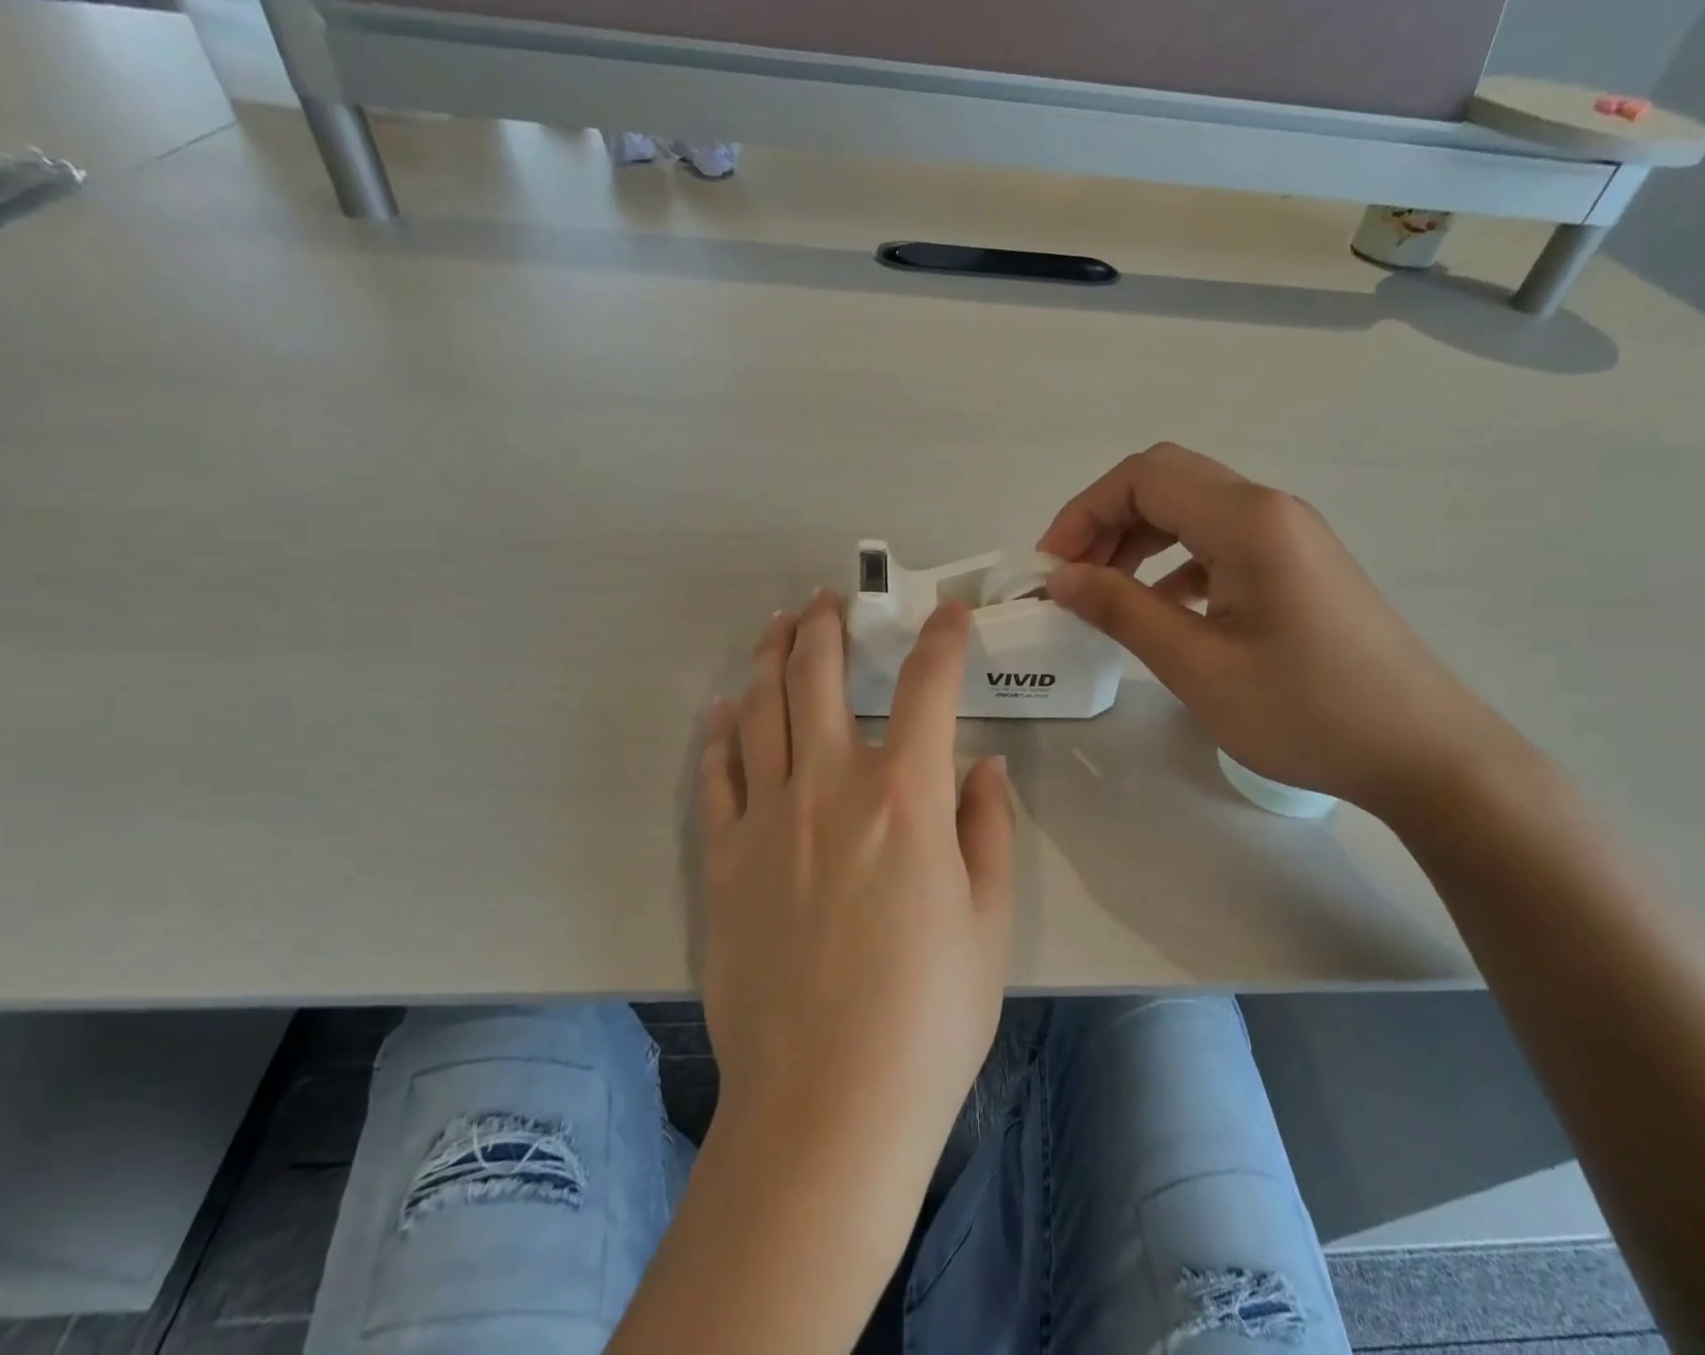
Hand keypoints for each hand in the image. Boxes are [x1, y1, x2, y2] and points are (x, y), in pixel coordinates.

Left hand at [698, 590, 1014, 1174]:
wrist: (826, 1106)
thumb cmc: (928, 1017)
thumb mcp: (988, 920)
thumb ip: (986, 828)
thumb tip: (981, 767)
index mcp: (906, 796)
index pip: (929, 686)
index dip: (943, 638)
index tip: (948, 614)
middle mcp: (831, 785)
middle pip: (820, 675)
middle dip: (828, 625)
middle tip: (830, 598)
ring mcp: (767, 818)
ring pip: (762, 708)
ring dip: (770, 657)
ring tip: (777, 625)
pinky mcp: (723, 859)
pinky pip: (717, 773)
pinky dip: (721, 732)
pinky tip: (723, 709)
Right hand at [1038, 443, 1509, 815]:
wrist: (1423, 753)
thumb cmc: (1307, 711)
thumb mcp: (1198, 666)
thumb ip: (1122, 611)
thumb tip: (1061, 578)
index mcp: (1247, 520)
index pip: (1143, 477)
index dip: (1083, 513)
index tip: (1051, 569)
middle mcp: (1269, 510)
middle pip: (1166, 482)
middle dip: (1105, 522)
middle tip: (1071, 579)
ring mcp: (1288, 536)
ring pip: (1191, 511)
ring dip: (1137, 541)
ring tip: (1105, 594)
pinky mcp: (1296, 566)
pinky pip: (1218, 543)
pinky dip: (1173, 563)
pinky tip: (1161, 609)